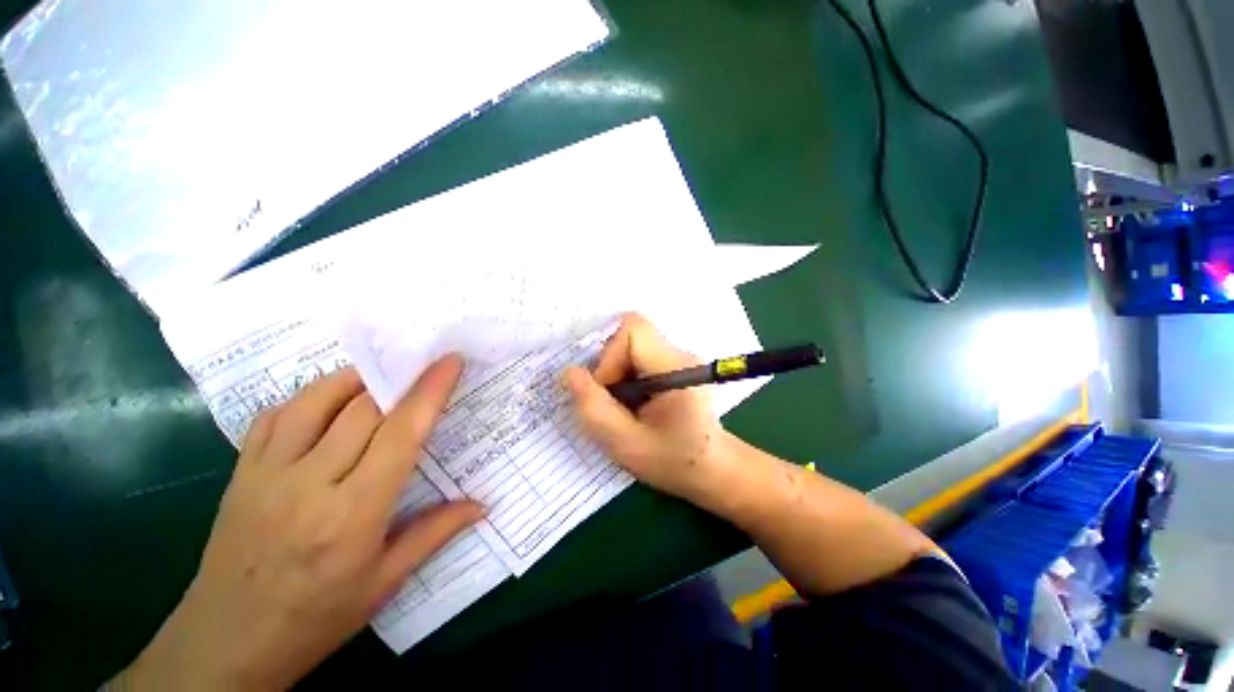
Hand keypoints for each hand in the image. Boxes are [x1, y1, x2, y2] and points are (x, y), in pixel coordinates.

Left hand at [116, 357, 480, 691]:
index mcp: (353, 514)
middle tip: (424, 364)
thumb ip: (435, 533)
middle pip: (362, 408)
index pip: (400, 434)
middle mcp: (309, 484)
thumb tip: (481, 504)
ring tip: (382, 374)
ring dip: (356, 378)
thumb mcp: (385, 582)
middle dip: (400, 378)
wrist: (226, 643)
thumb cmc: (315, 617)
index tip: (450, 361)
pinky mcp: (241, 472)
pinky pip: (276, 415)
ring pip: (315, 400)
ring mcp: (267, 474)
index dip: (429, 391)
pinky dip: (310, 395)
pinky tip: (330, 398)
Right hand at [564, 314, 733, 505]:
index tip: (609, 394)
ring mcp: (677, 358)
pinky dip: (624, 378)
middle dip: (609, 368)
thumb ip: (594, 408)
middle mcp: (680, 354)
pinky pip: (637, 358)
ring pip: (629, 347)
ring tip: (625, 408)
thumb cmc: (675, 462)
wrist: (713, 470)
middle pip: (629, 337)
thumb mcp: (626, 444)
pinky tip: (633, 404)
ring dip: (616, 375)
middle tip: (614, 404)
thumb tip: (569, 372)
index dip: (609, 358)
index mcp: (677, 368)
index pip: (633, 331)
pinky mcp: (673, 366)